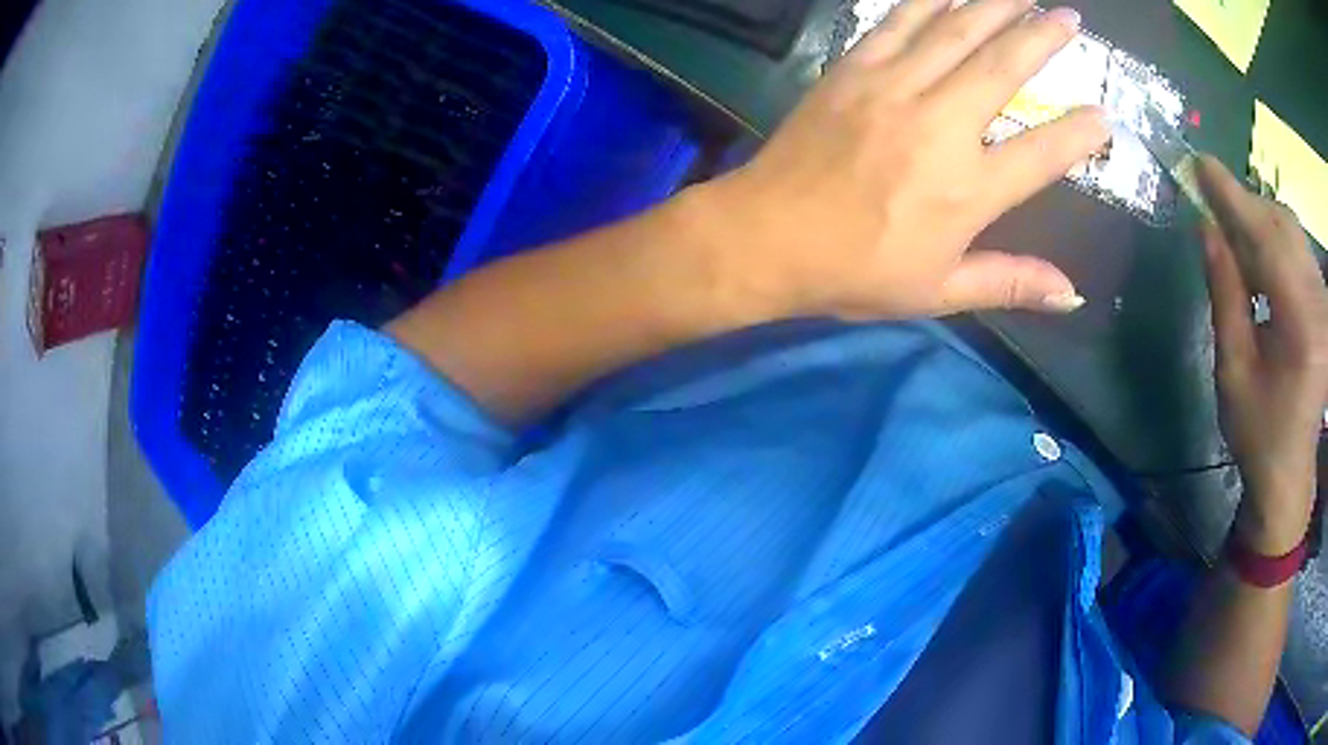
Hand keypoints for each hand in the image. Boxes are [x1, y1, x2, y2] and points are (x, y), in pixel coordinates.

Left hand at [698, 0, 1109, 319]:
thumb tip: (1071, 294)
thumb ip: (1010, 283)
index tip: (1105, 116)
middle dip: (1042, 37)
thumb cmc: (854, 271)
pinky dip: (926, 0)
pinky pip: (896, 21)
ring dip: (991, 4)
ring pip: (953, 30)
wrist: (764, 236)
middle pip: (1003, 68)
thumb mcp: (939, 291)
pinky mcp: (853, 70)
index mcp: (967, 190)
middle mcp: (938, 126)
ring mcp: (892, 88)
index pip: (1043, 153)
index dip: (1080, 134)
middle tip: (1070, 17)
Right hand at [1199, 156, 1327, 555]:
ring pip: (1292, 230)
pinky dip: (1276, 239)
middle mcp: (1319, 304)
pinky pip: (1299, 249)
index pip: (1268, 238)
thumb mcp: (1233, 370)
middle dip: (1247, 205)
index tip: (1200, 164)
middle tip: (1212, 201)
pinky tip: (1259, 255)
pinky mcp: (1324, 304)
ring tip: (1233, 231)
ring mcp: (1324, 303)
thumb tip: (1206, 229)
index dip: (1233, 197)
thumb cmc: (1259, 434)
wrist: (1290, 474)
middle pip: (1283, 224)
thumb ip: (1225, 294)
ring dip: (1261, 220)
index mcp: (1301, 326)